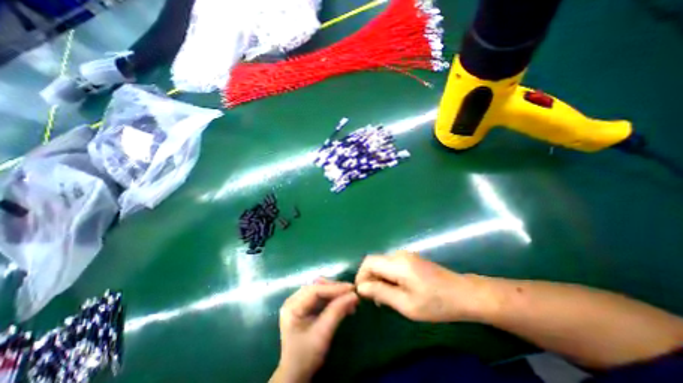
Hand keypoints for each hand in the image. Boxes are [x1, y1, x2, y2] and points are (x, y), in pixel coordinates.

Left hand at [272, 280, 359, 380]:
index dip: (334, 288)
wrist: (296, 374)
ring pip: (321, 289)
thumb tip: (354, 295)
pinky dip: (334, 299)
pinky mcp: (306, 306)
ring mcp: (299, 302)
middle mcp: (294, 299)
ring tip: (350, 300)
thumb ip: (337, 312)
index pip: (315, 290)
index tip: (351, 289)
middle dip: (336, 289)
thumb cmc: (306, 356)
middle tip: (352, 294)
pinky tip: (344, 304)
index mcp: (292, 306)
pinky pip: (322, 297)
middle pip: (318, 287)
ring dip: (336, 293)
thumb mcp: (322, 334)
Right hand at [355, 249, 488, 321]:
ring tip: (384, 297)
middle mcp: (399, 254)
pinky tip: (395, 290)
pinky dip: (387, 276)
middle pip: (374, 261)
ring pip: (382, 263)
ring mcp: (406, 255)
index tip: (363, 293)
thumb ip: (381, 293)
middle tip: (374, 299)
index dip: (361, 275)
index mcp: (397, 263)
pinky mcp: (410, 259)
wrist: (464, 294)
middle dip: (369, 278)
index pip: (368, 262)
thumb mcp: (406, 304)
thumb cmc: (436, 303)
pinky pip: (391, 264)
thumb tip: (361, 287)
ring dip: (378, 278)